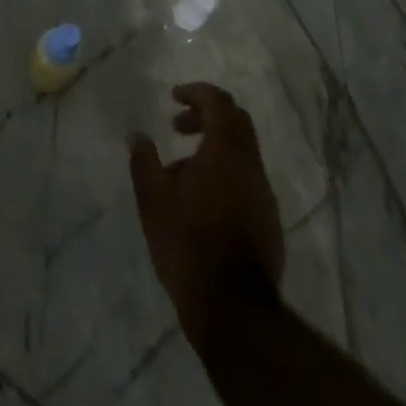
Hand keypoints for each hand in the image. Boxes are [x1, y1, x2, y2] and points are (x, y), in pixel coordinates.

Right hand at [129, 83, 284, 340]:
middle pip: (236, 122)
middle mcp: (251, 166)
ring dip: (212, 148)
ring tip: (179, 173)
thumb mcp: (153, 201)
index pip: (219, 102)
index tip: (174, 97)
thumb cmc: (188, 245)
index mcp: (226, 151)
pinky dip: (223, 174)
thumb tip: (136, 135)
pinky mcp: (268, 222)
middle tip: (177, 126)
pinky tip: (199, 202)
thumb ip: (144, 162)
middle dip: (206, 116)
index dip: (196, 92)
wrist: (234, 312)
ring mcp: (264, 195)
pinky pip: (245, 180)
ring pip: (241, 153)